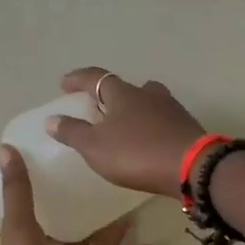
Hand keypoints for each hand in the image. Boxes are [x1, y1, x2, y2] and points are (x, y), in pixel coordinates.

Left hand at [0, 144, 154, 244]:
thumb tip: (5, 148)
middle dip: (86, 217)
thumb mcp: (19, 226)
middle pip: (73, 237)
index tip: (65, 175)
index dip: (49, 200)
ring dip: (113, 234)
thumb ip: (17, 191)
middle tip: (105, 189)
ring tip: (130, 209)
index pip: (39, 220)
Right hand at [45, 67, 207, 197]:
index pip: (95, 78)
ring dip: (133, 111)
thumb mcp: (96, 146)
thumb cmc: (137, 153)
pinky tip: (147, 142)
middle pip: (125, 88)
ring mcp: (171, 109)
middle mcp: (148, 94)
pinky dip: (150, 127)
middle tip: (97, 109)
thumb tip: (52, 119)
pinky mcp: (186, 128)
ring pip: (147, 103)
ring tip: (123, 126)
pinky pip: (162, 122)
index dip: (78, 79)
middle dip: (109, 96)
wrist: (192, 167)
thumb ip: (73, 132)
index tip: (64, 84)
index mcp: (123, 93)